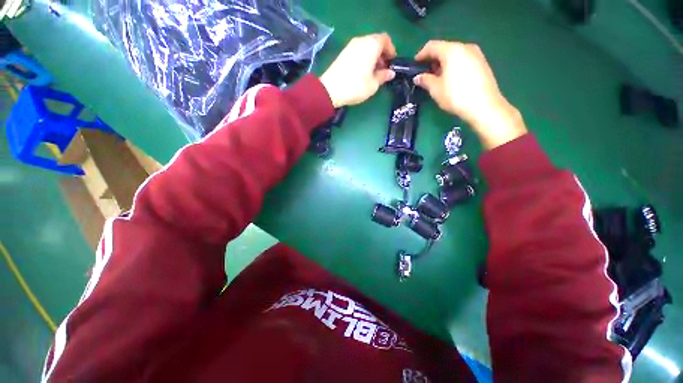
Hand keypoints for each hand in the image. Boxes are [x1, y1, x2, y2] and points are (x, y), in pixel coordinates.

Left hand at [320, 33, 396, 107]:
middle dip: (382, 54)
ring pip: (366, 46)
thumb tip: (390, 73)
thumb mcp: (373, 84)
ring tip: (373, 72)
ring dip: (372, 56)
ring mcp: (350, 46)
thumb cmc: (355, 86)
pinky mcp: (343, 53)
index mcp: (371, 44)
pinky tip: (363, 72)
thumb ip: (383, 76)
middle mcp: (361, 40)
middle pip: (375, 42)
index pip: (385, 39)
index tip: (392, 62)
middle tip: (383, 69)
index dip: (391, 49)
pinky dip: (364, 58)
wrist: (330, 90)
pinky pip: (358, 51)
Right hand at [414, 41, 526, 148]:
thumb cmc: (456, 96)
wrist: (484, 105)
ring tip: (437, 78)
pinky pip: (463, 59)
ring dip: (443, 63)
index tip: (415, 65)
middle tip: (425, 74)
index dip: (421, 54)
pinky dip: (454, 65)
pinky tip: (451, 79)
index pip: (432, 46)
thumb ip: (425, 80)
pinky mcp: (482, 63)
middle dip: (433, 60)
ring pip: (455, 54)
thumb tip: (418, 77)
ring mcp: (476, 54)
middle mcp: (465, 47)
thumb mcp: (436, 89)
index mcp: (452, 50)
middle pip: (444, 48)